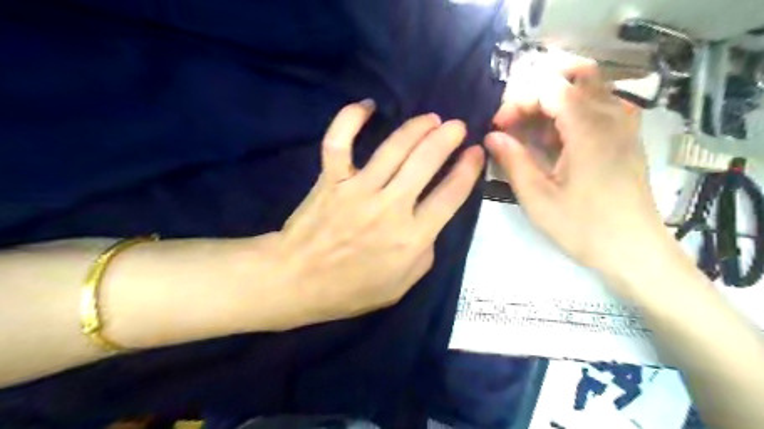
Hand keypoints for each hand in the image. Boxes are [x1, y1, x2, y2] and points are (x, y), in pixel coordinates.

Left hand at [276, 98, 482, 321]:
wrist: (297, 282)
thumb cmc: (351, 289)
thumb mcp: (402, 285)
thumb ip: (424, 252)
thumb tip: (430, 221)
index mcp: (411, 237)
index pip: (450, 196)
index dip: (468, 170)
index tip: (476, 152)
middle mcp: (390, 208)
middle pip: (426, 162)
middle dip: (447, 138)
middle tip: (457, 126)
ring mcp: (358, 190)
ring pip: (393, 148)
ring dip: (417, 128)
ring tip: (430, 119)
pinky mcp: (331, 180)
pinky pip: (339, 141)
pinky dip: (351, 119)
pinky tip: (367, 106)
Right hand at [485, 53, 666, 284]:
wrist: (634, 250)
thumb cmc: (583, 227)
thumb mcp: (538, 198)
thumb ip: (512, 161)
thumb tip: (491, 137)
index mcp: (589, 128)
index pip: (550, 87)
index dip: (518, 101)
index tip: (498, 127)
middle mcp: (612, 115)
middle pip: (572, 77)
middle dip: (535, 94)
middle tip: (513, 122)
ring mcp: (624, 123)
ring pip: (587, 87)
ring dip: (553, 100)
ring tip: (529, 129)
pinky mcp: (626, 136)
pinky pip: (597, 104)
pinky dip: (570, 111)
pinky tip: (554, 138)